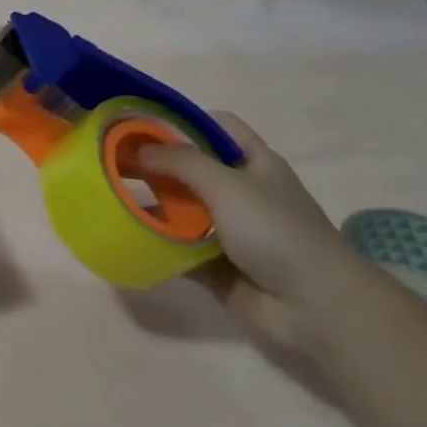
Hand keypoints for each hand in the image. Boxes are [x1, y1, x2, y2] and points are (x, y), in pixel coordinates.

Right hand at [137, 112, 384, 353]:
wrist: (314, 306)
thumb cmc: (276, 231)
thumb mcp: (227, 184)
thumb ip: (181, 161)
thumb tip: (139, 150)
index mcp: (255, 163)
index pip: (217, 126)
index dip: (182, 121)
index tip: (141, 125)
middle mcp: (243, 192)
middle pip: (193, 169)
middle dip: (157, 165)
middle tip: (114, 162)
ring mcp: (231, 231)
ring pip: (183, 210)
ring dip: (153, 206)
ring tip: (112, 198)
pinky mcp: (217, 266)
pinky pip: (179, 249)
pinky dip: (157, 244)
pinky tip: (126, 237)